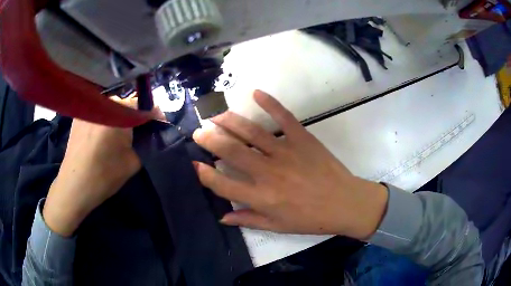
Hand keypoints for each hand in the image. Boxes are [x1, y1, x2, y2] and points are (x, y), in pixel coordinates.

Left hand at [43, 97, 162, 236]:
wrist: (74, 186)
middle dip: (136, 117)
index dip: (154, 115)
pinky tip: (102, 136)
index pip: (143, 105)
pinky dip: (105, 120)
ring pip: (112, 108)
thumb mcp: (133, 162)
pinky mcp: (79, 116)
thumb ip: (146, 143)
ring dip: (120, 118)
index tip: (158, 127)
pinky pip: (99, 113)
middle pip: (127, 105)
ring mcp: (89, 108)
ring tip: (119, 136)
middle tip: (138, 135)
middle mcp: (104, 103)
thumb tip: (151, 132)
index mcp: (119, 113)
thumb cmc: (104, 176)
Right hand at [192, 91, 387, 238]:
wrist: (344, 204)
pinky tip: (255, 92)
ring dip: (229, 121)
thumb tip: (223, 217)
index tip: (195, 164)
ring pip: (251, 132)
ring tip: (215, 115)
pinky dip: (270, 103)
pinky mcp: (303, 138)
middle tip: (198, 132)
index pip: (223, 184)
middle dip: (209, 140)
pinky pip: (284, 116)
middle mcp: (268, 173)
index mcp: (261, 197)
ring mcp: (286, 152)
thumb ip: (249, 220)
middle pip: (231, 151)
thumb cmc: (311, 219)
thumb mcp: (278, 227)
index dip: (205, 174)